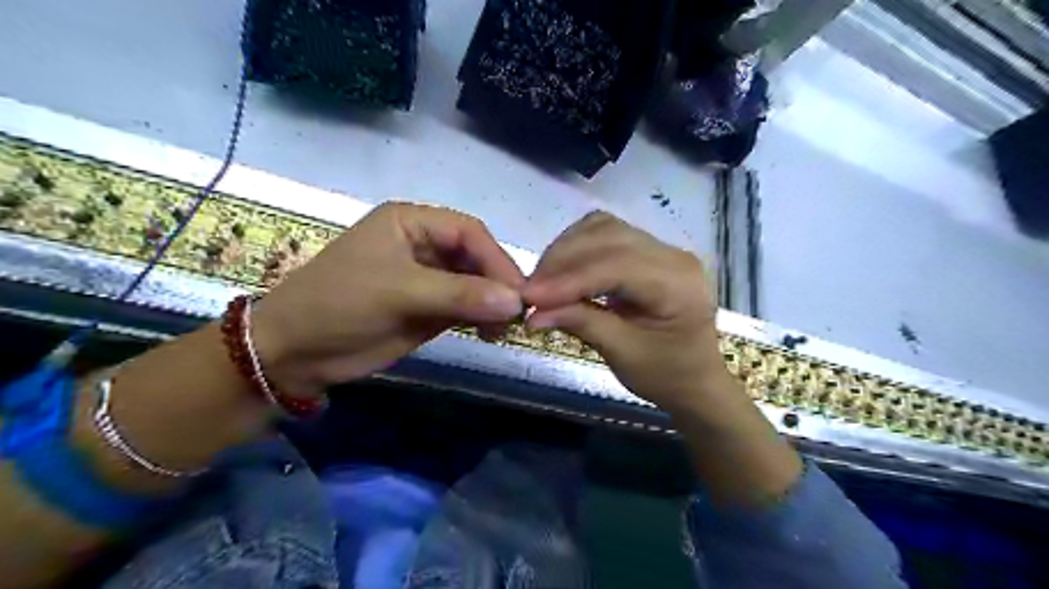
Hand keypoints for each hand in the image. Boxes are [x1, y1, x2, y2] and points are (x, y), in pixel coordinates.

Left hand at [246, 202, 524, 399]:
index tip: (517, 293)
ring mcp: (428, 279)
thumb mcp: (400, 292)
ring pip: (475, 284)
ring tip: (503, 329)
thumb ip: (459, 294)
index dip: (497, 259)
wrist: (295, 352)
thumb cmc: (339, 305)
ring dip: (493, 304)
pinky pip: (466, 308)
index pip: (469, 232)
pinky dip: (481, 319)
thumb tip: (516, 302)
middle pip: (476, 258)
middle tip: (517, 314)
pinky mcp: (428, 308)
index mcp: (412, 223)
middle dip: (497, 283)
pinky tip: (490, 333)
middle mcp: (424, 246)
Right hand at [523, 211, 731, 414]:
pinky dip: (577, 248)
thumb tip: (532, 312)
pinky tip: (562, 270)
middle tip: (530, 290)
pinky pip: (606, 235)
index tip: (529, 296)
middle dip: (562, 260)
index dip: (568, 279)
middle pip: (608, 236)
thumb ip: (580, 323)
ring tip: (542, 281)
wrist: (696, 380)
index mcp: (677, 284)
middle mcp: (673, 254)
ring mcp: (662, 248)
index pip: (615, 265)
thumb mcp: (623, 354)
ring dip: (566, 250)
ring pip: (603, 228)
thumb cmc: (667, 376)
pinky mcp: (648, 251)